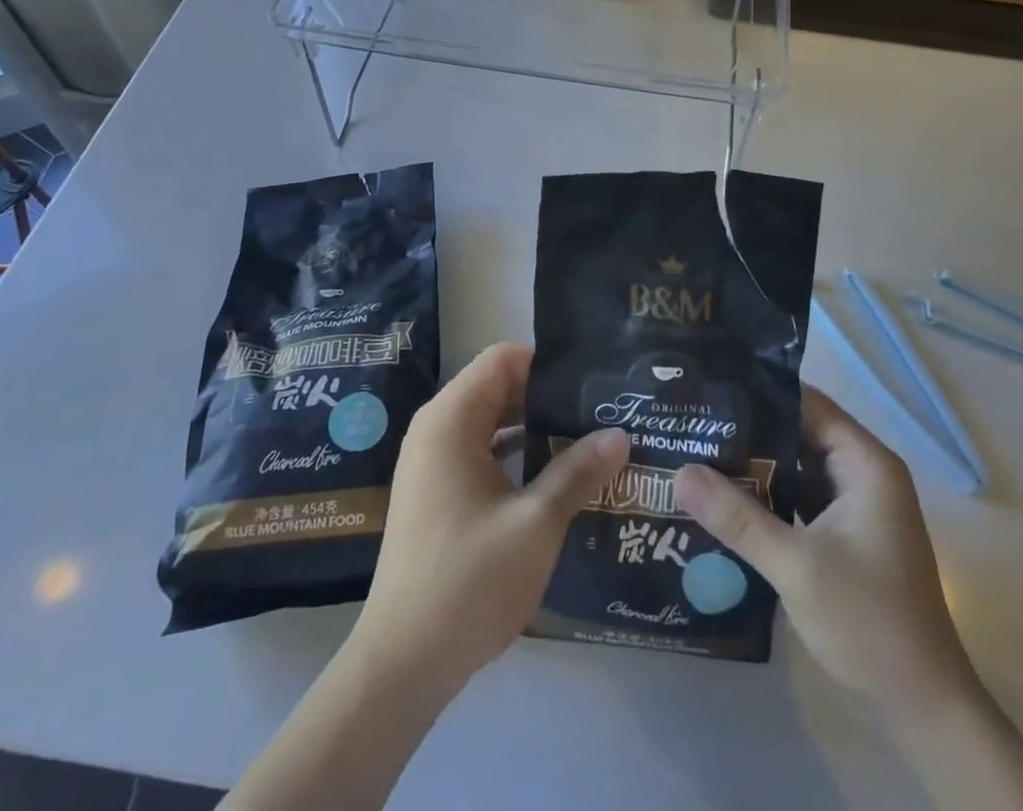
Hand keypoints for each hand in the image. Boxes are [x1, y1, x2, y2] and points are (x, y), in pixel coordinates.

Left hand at [348, 342, 629, 695]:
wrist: (402, 664)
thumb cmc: (469, 582)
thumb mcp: (536, 524)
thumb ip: (577, 471)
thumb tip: (620, 434)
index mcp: (451, 419)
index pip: (503, 359)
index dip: (547, 363)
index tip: (590, 382)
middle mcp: (435, 428)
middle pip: (497, 387)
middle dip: (547, 396)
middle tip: (600, 411)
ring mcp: (431, 462)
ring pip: (491, 421)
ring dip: (534, 427)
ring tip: (587, 439)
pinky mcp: (435, 492)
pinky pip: (480, 451)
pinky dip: (514, 454)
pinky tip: (553, 475)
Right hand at [674, 385, 974, 712]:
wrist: (922, 706)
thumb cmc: (869, 622)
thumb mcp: (796, 566)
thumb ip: (737, 517)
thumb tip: (679, 472)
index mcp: (865, 462)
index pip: (806, 402)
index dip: (758, 390)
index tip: (708, 386)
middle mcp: (861, 472)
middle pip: (797, 431)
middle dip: (747, 428)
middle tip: (691, 420)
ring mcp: (853, 503)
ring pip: (794, 465)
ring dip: (754, 462)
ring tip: (696, 449)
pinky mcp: (843, 532)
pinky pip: (798, 496)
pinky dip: (767, 494)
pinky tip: (724, 495)